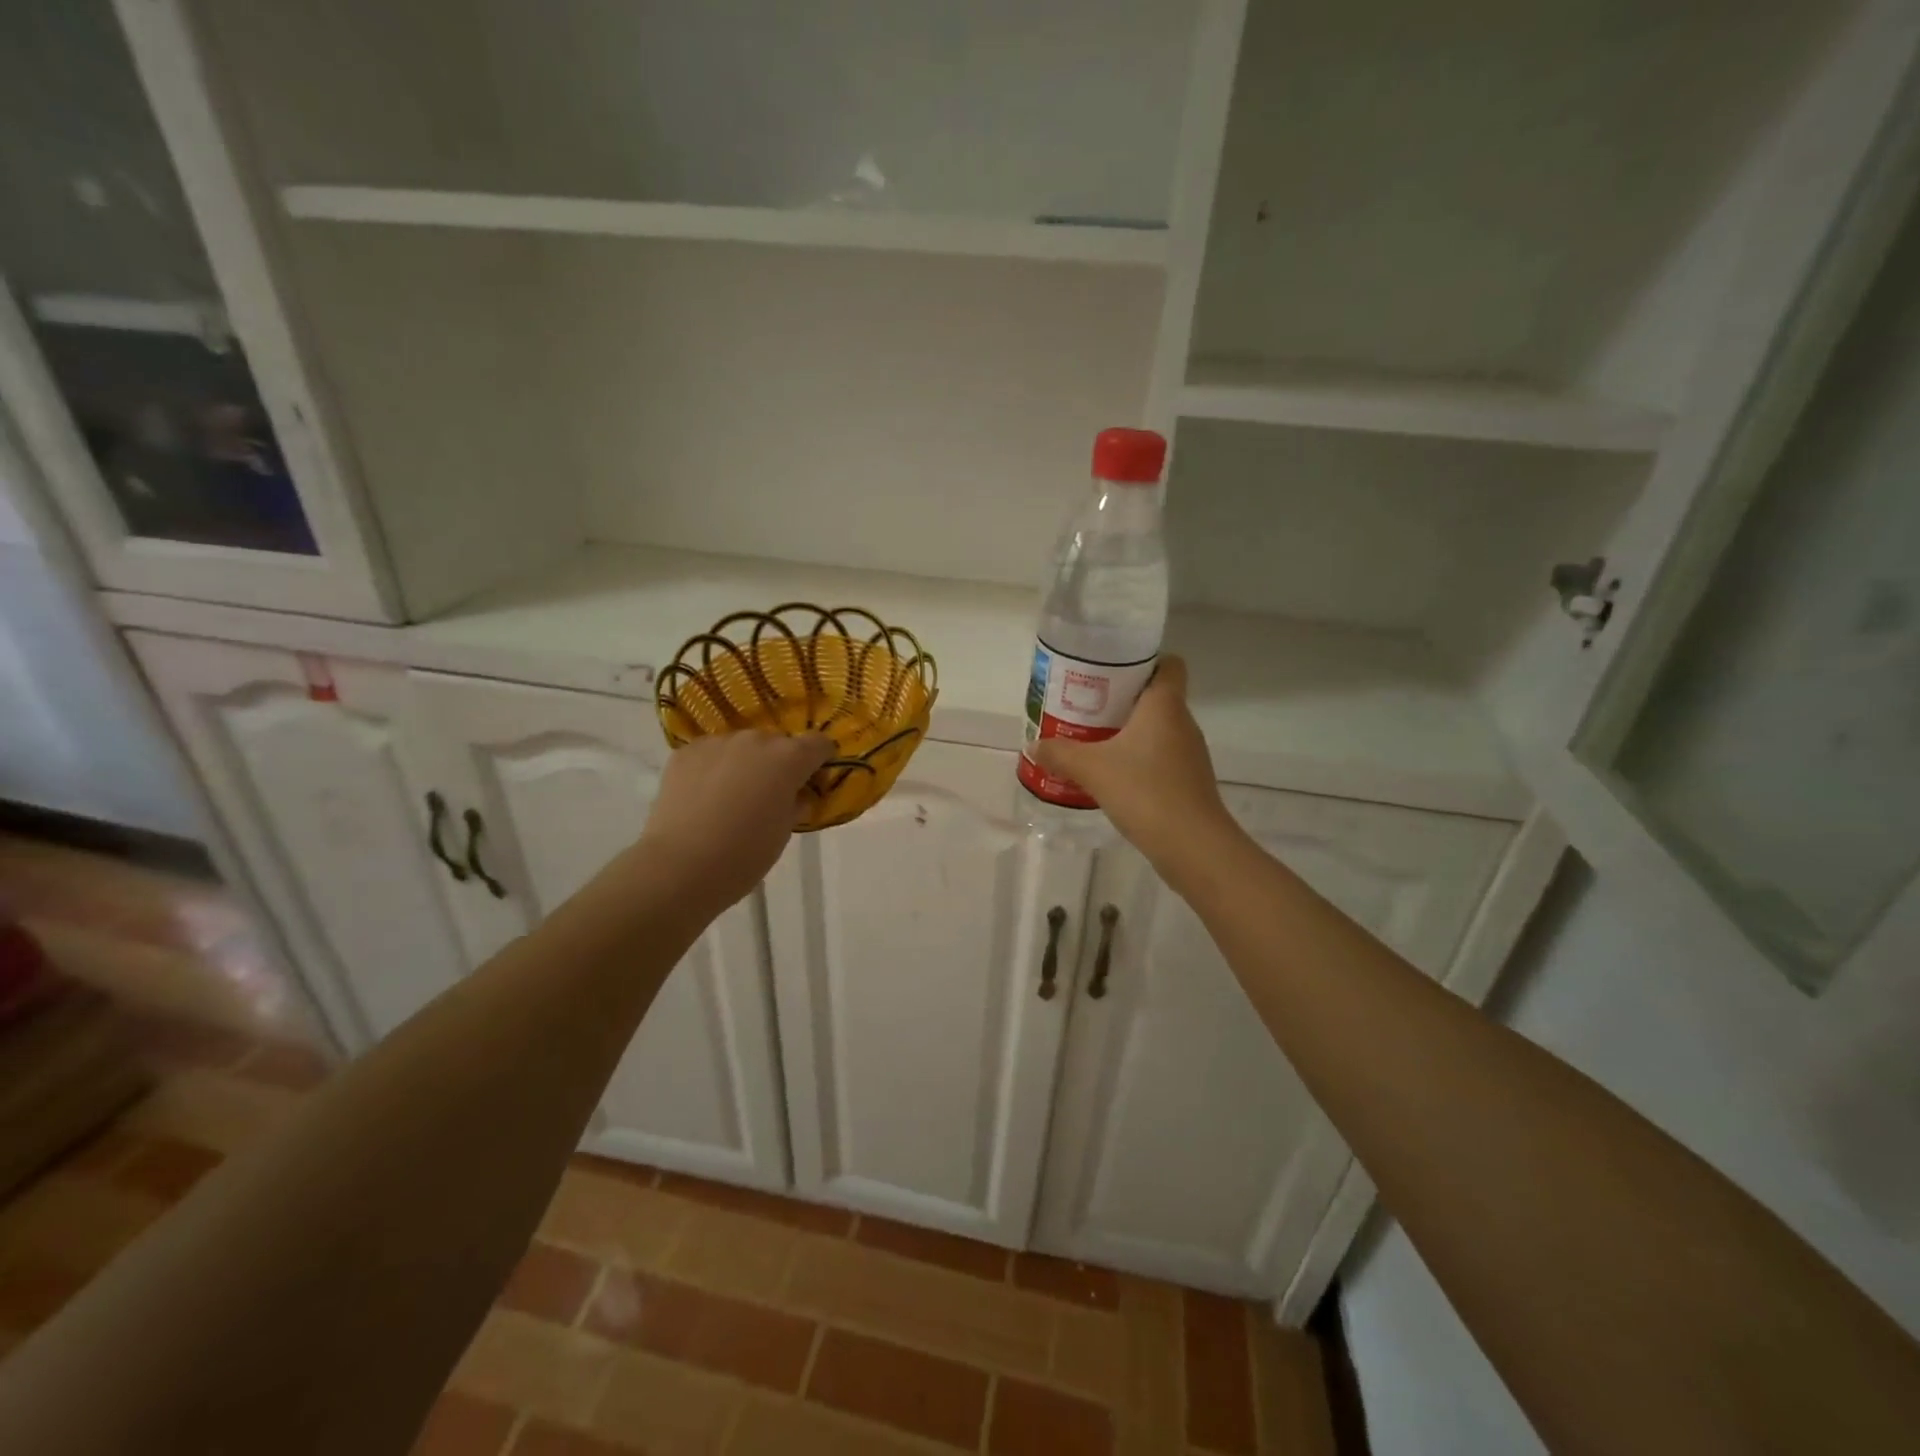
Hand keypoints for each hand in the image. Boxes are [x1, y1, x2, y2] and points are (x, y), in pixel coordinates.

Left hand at [640, 730, 834, 910]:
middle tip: (768, 795)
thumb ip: (795, 804)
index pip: (818, 743)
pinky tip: (704, 796)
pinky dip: (713, 768)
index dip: (820, 760)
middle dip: (778, 763)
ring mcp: (717, 743)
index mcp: (788, 758)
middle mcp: (755, 741)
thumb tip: (794, 795)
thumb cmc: (745, 854)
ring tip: (731, 796)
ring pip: (741, 746)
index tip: (813, 779)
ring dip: (744, 763)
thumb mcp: (784, 832)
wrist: (680, 867)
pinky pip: (710, 754)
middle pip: (777, 743)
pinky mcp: (685, 752)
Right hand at [1032, 657, 1239, 879]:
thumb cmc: (1145, 791)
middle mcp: (1182, 723)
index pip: (1169, 664)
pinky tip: (1113, 775)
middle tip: (1087, 706)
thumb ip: (1060, 754)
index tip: (1112, 671)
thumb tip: (1033, 745)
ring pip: (1158, 730)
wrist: (1193, 846)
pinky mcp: (1188, 782)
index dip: (1145, 661)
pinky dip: (1139, 760)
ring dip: (1129, 732)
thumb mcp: (1092, 769)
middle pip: (1157, 697)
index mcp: (1164, 706)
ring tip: (1093, 739)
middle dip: (1123, 699)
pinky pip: (1161, 758)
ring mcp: (1189, 754)